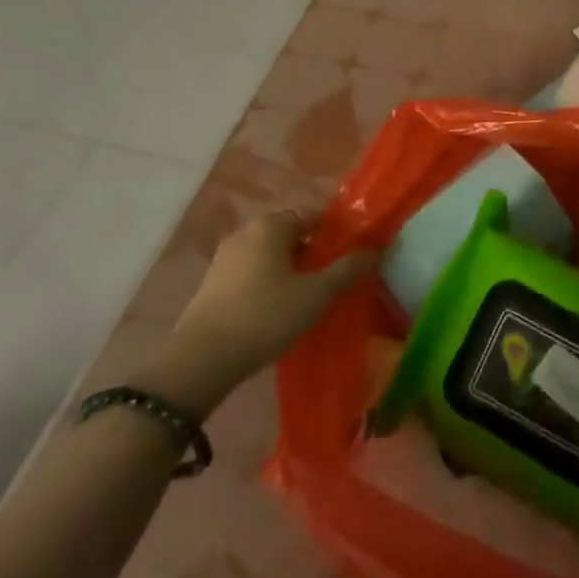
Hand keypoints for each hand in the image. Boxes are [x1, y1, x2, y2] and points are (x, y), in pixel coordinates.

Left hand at [145, 212, 374, 416]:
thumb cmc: (266, 316)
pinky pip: (251, 273)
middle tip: (332, 280)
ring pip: (269, 255)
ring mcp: (224, 257)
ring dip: (290, 270)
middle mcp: (246, 232)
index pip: (313, 216)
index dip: (335, 234)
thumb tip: (376, 248)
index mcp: (271, 225)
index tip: (351, 256)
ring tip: (308, 298)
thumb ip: (348, 268)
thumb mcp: (316, 294)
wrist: (201, 360)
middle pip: (290, 235)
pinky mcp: (211, 284)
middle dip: (313, 253)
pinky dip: (268, 283)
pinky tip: (277, 309)